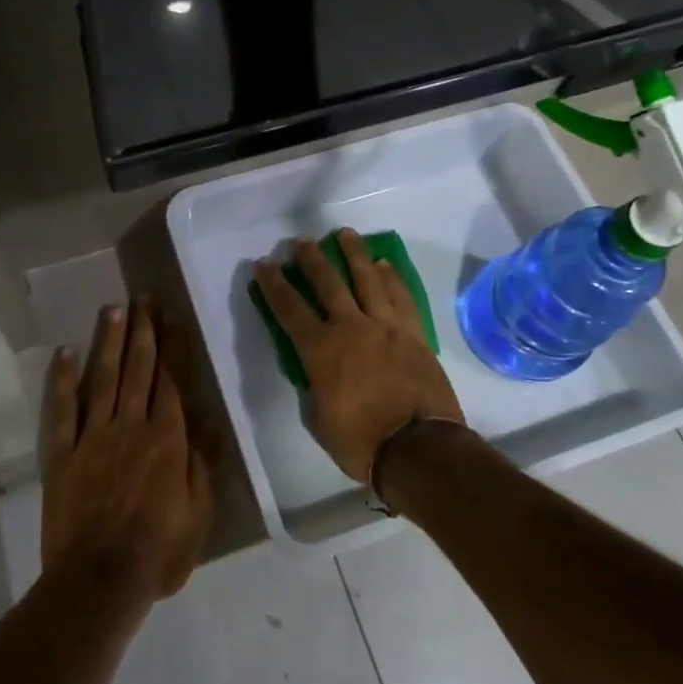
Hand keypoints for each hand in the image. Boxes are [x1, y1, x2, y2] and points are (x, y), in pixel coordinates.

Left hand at [41, 300, 214, 603]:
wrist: (99, 582)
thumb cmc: (158, 552)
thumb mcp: (198, 512)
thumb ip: (201, 460)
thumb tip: (207, 416)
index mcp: (167, 438)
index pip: (171, 379)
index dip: (171, 344)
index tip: (170, 315)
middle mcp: (131, 425)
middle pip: (137, 368)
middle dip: (142, 329)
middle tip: (142, 297)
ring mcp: (93, 436)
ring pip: (103, 377)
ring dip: (109, 340)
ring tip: (113, 308)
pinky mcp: (63, 452)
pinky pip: (63, 408)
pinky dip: (63, 378)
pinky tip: (65, 351)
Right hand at [253, 229, 464, 483]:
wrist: (419, 449)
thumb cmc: (360, 441)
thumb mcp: (319, 419)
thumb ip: (315, 387)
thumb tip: (318, 373)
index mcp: (320, 350)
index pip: (289, 309)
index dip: (273, 285)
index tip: (263, 264)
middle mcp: (351, 327)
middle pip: (327, 283)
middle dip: (311, 260)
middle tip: (301, 242)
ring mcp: (386, 327)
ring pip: (368, 279)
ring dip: (354, 254)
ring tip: (345, 234)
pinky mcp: (413, 334)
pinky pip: (401, 297)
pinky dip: (391, 278)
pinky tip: (384, 265)